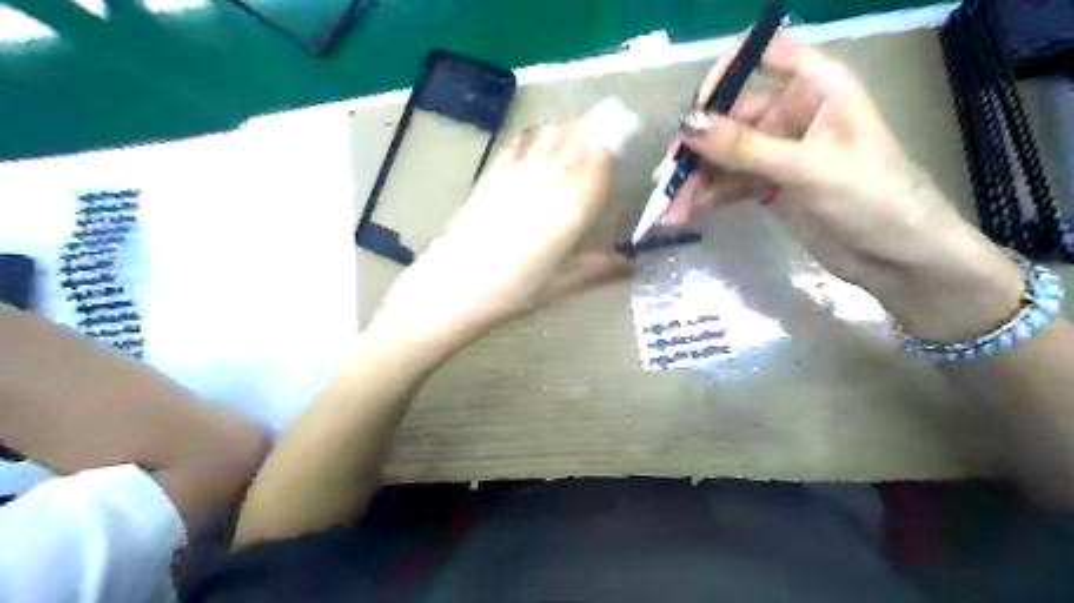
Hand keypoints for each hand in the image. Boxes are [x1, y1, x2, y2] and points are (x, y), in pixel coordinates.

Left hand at [373, 98, 636, 347]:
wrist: (457, 284)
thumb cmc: (515, 290)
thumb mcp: (562, 285)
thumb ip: (598, 270)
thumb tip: (632, 267)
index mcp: (574, 209)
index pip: (600, 166)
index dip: (612, 146)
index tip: (622, 134)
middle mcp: (551, 182)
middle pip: (577, 144)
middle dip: (593, 126)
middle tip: (606, 112)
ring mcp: (519, 175)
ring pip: (548, 138)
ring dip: (565, 125)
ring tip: (576, 117)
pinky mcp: (492, 176)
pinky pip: (515, 146)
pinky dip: (527, 136)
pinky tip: (531, 131)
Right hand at [660, 32, 1016, 344]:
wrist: (898, 258)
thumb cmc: (872, 197)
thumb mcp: (806, 168)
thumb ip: (744, 147)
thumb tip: (687, 125)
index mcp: (816, 88)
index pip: (766, 55)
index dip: (727, 73)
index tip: (697, 109)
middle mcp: (792, 114)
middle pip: (731, 117)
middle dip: (697, 147)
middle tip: (666, 176)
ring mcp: (777, 153)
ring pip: (724, 157)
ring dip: (694, 181)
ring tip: (668, 208)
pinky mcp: (769, 187)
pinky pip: (729, 185)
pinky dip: (706, 198)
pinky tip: (684, 215)